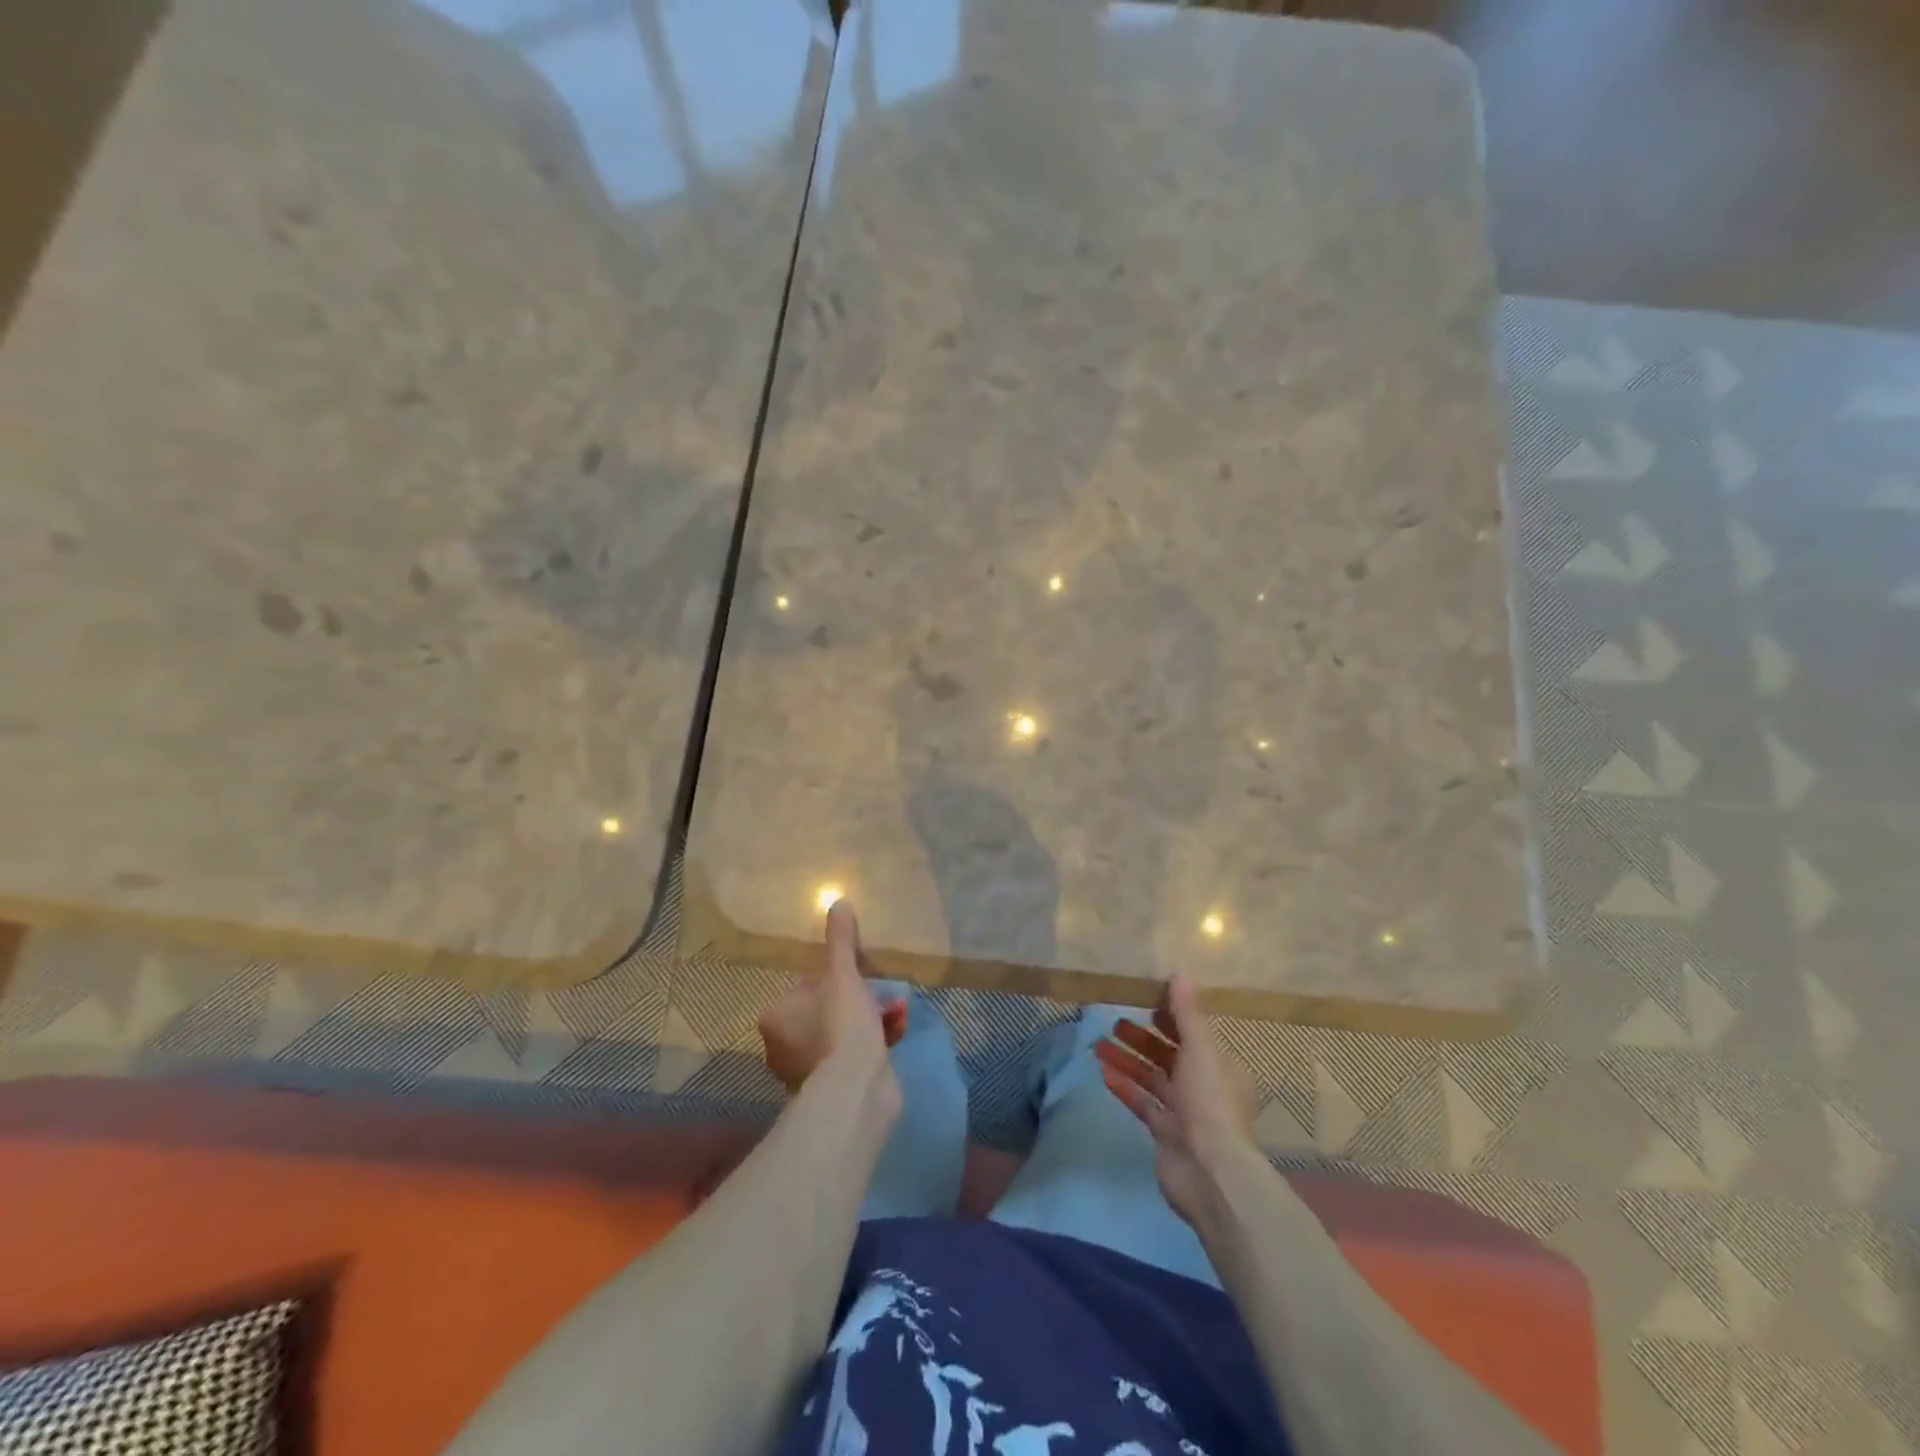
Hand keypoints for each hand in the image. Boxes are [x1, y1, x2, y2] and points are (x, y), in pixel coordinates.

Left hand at [758, 899, 907, 1091]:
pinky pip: (852, 1056)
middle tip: (881, 993)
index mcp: (775, 1017)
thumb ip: (840, 940)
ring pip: (840, 1034)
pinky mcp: (832, 1090)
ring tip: (896, 1011)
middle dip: (857, 1000)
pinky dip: (872, 1042)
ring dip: (869, 1020)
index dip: (835, 977)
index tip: (859, 976)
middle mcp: (781, 1046)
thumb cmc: (841, 1024)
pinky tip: (896, 1032)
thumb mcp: (843, 974)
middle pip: (825, 1009)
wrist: (858, 1089)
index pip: (805, 985)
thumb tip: (837, 901)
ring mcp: (805, 1072)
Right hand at [1096, 975, 1259, 1229]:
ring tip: (1099, 1044)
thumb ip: (1188, 1013)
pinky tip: (1103, 1072)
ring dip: (1128, 1060)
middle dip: (1143, 1038)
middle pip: (1170, 1055)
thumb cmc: (1209, 1102)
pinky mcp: (1165, 1133)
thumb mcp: (1201, 1050)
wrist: (1209, 1172)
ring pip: (1152, 1078)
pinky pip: (1142, 1103)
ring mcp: (1185, 1113)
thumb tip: (1180, 973)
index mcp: (1222, 1067)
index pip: (1195, 1034)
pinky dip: (1124, 1087)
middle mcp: (1206, 1088)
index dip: (1171, 1016)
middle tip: (1115, 1020)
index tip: (1145, 1000)